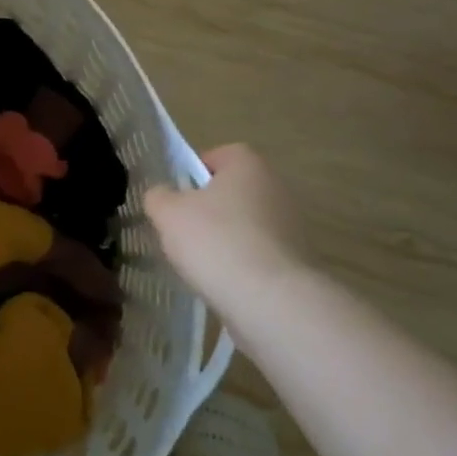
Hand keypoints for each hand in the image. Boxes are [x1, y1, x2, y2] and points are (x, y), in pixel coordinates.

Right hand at [145, 144, 307, 331]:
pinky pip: (259, 253)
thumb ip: (158, 197)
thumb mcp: (168, 213)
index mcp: (248, 164)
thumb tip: (162, 196)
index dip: (193, 174)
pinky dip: (242, 263)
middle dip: (208, 209)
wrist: (271, 299)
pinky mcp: (297, 259)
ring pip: (245, 223)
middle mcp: (276, 186)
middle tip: (183, 231)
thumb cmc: (216, 241)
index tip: (177, 199)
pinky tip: (225, 282)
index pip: (217, 156)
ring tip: (202, 263)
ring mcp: (292, 224)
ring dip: (225, 238)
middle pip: (232, 191)